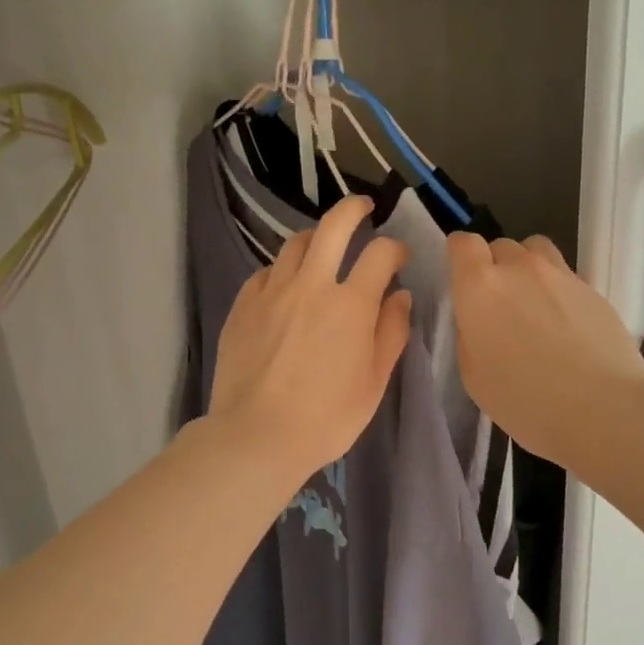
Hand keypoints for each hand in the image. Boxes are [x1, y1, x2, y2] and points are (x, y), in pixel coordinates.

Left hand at [210, 196, 412, 484]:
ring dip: (315, 238)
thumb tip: (400, 296)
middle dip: (353, 209)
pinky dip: (283, 270)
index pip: (379, 253)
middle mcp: (311, 285)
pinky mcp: (243, 304)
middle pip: (333, 226)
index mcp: (350, 304)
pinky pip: (266, 271)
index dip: (395, 248)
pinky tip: (287, 286)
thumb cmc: (326, 417)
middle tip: (362, 208)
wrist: (255, 436)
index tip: (399, 258)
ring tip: (322, 247)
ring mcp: (271, 291)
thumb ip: (392, 333)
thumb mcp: (374, 382)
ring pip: (295, 243)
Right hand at [447, 232, 643, 471]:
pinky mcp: (593, 289)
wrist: (603, 410)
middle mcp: (519, 268)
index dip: (461, 256)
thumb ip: (471, 334)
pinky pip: (566, 276)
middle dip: (495, 267)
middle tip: (500, 305)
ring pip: (536, 251)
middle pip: (500, 246)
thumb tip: (480, 320)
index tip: (463, 278)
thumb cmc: (526, 401)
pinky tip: (567, 327)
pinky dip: (558, 291)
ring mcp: (561, 275)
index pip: (463, 243)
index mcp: (480, 287)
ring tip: (534, 304)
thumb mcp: (474, 376)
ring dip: (528, 269)